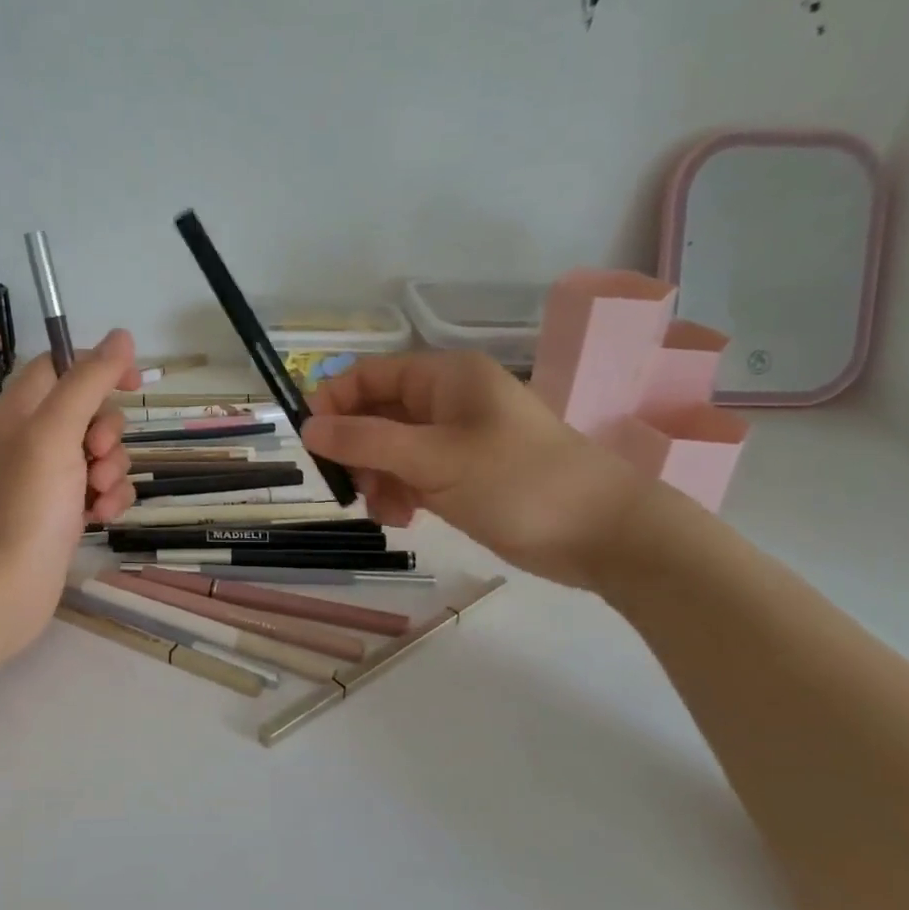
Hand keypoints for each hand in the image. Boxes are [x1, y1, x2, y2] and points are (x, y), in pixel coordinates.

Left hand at [0, 329, 139, 662]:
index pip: (62, 365)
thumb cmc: (26, 503)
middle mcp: (32, 438)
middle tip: (94, 456)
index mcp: (20, 409)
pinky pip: (100, 489)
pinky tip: (101, 519)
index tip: (133, 384)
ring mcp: (48, 478)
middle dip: (108, 433)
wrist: (3, 588)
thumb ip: (89, 381)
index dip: (99, 367)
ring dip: (112, 471)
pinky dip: (108, 500)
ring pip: (101, 454)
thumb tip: (121, 336)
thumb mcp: (57, 431)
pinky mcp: (63, 511)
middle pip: (89, 411)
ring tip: (97, 497)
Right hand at [303, 350, 652, 590]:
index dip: (335, 402)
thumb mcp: (434, 458)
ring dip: (377, 480)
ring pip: (390, 450)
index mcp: (444, 377)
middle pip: (376, 415)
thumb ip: (366, 440)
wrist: (602, 533)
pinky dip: (400, 495)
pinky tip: (406, 519)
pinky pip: (412, 476)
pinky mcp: (463, 475)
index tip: (313, 443)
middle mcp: (446, 401)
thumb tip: (306, 427)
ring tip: (388, 512)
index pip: (369, 375)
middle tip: (351, 487)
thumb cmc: (518, 481)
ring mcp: (455, 440)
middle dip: (358, 451)